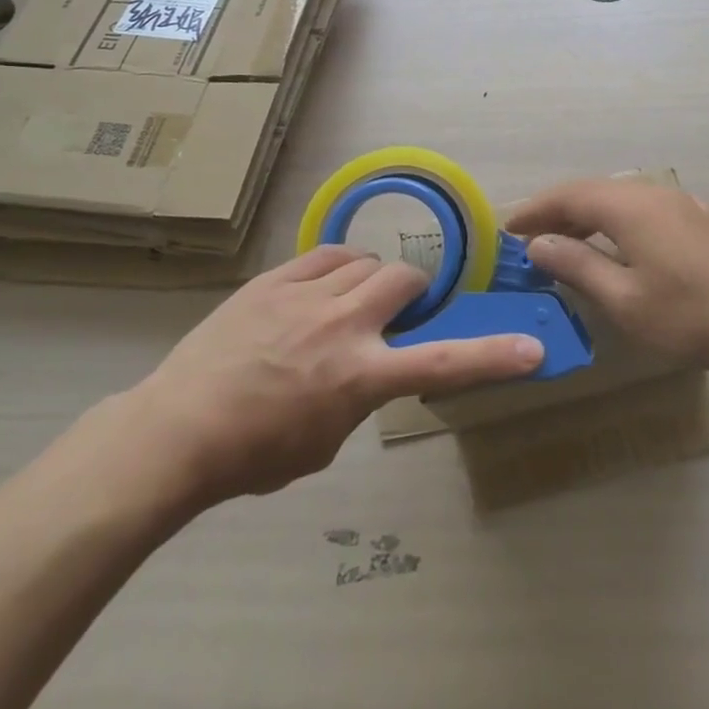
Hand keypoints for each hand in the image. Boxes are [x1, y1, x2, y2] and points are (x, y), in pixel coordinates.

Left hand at [121, 246, 542, 515]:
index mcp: (360, 375)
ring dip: (373, 279)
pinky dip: (339, 266)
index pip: (442, 362)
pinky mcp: (275, 279)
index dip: (492, 357)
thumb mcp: (324, 441)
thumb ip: (359, 397)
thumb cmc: (253, 454)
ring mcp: (307, 295)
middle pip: (404, 279)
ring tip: (352, 300)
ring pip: (366, 260)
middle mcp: (343, 324)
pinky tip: (325, 285)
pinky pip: (327, 253)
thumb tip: (368, 367)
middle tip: (396, 313)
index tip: (531, 349)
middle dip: (412, 292)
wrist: (177, 429)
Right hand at [506, 179, 708, 377]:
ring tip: (566, 242)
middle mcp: (652, 193)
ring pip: (620, 198)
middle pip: (593, 192)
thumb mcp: (622, 298)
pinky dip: (618, 221)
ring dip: (588, 216)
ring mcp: (680, 204)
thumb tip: (539, 244)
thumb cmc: (687, 315)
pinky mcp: (698, 220)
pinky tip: (619, 243)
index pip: (568, 195)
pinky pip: (644, 209)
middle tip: (530, 237)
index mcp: (628, 206)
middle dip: (558, 211)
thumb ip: (577, 265)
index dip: (535, 209)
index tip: (507, 228)